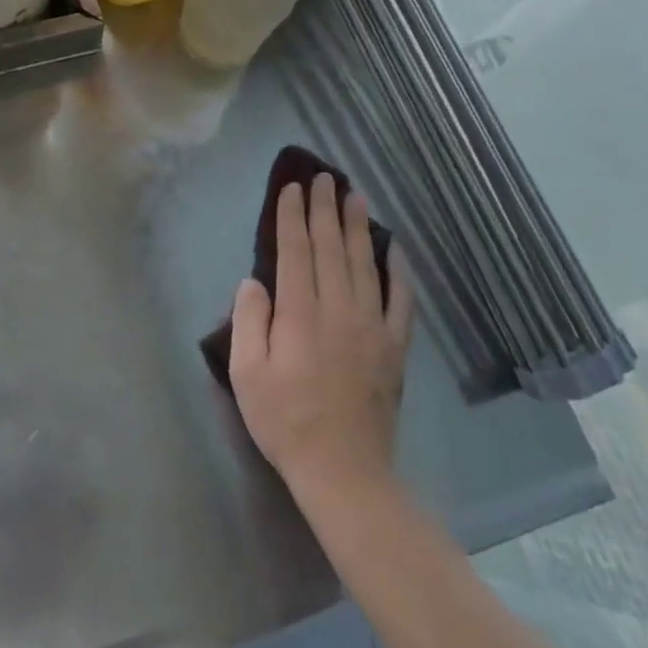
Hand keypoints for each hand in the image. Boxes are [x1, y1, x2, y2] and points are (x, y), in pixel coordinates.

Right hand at [228, 174, 412, 505]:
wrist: (344, 470)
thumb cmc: (285, 421)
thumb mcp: (247, 374)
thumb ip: (249, 321)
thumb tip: (254, 281)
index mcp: (300, 315)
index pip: (295, 251)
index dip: (292, 217)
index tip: (291, 189)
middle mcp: (338, 310)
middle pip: (331, 248)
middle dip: (324, 209)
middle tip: (323, 177)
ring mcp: (372, 327)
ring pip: (364, 264)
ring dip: (358, 227)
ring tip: (354, 196)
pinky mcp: (394, 347)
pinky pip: (401, 299)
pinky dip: (399, 270)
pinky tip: (395, 247)